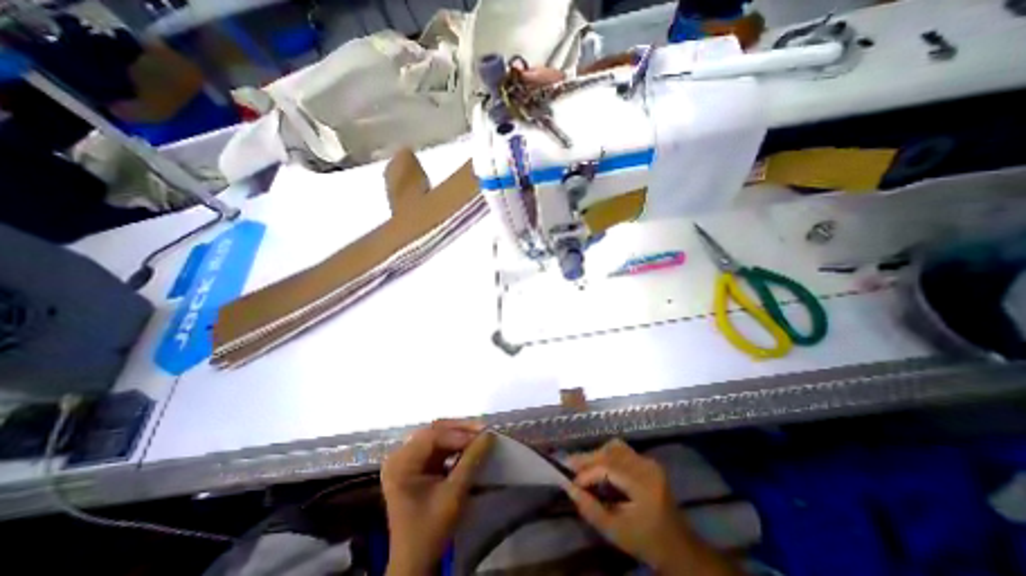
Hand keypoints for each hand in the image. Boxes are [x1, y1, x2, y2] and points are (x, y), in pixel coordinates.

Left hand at [382, 420, 493, 573]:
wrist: (416, 561)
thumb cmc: (431, 530)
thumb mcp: (453, 494)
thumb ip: (471, 461)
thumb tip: (489, 435)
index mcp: (401, 463)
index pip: (432, 437)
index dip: (458, 434)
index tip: (482, 435)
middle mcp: (400, 455)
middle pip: (433, 431)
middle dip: (460, 430)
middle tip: (483, 429)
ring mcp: (408, 459)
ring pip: (437, 435)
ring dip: (459, 434)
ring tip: (479, 435)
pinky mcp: (416, 464)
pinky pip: (438, 445)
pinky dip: (454, 444)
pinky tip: (469, 444)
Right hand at [569, 439, 738, 573]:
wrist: (679, 547)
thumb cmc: (646, 542)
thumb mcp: (615, 531)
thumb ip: (590, 508)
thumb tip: (568, 487)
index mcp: (643, 484)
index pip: (608, 467)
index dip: (586, 473)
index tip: (571, 482)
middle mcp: (647, 466)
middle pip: (610, 452)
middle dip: (588, 458)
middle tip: (569, 466)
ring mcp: (649, 461)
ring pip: (615, 447)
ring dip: (596, 455)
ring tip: (582, 467)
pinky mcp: (648, 462)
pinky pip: (621, 451)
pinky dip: (606, 456)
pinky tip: (598, 467)